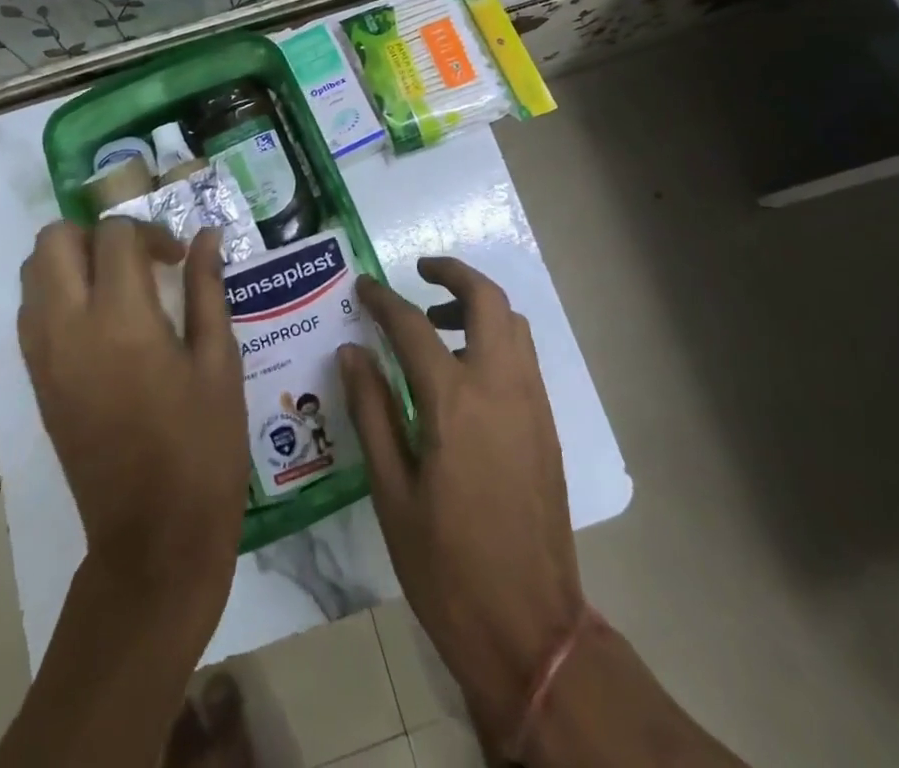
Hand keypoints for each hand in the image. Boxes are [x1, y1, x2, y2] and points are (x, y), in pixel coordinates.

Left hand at [19, 221, 248, 615]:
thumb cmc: (202, 444)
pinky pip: (31, 312)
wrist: (153, 535)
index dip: (152, 234)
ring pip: (33, 273)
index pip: (116, 236)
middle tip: (138, 260)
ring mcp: (43, 356)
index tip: (179, 260)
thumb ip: (208, 288)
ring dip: (72, 260)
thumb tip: (208, 236)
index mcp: (121, 319)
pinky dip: (57, 294)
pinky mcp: (35, 382)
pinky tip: (100, 320)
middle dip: (96, 234)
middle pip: (54, 240)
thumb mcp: (219, 359)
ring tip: (118, 285)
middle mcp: (69, 327)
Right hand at [339, 258, 583, 748]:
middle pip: (486, 299)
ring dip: (477, 304)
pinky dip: (495, 336)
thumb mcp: (392, 492)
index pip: (411, 325)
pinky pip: (523, 354)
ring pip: (512, 322)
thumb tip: (352, 352)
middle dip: (453, 273)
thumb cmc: (447, 566)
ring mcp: (531, 402)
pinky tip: (465, 370)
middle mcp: (500, 385)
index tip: (363, 287)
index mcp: (454, 401)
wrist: (530, 626)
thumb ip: (372, 412)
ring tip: (437, 323)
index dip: (383, 299)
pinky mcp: (546, 423)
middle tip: (420, 272)